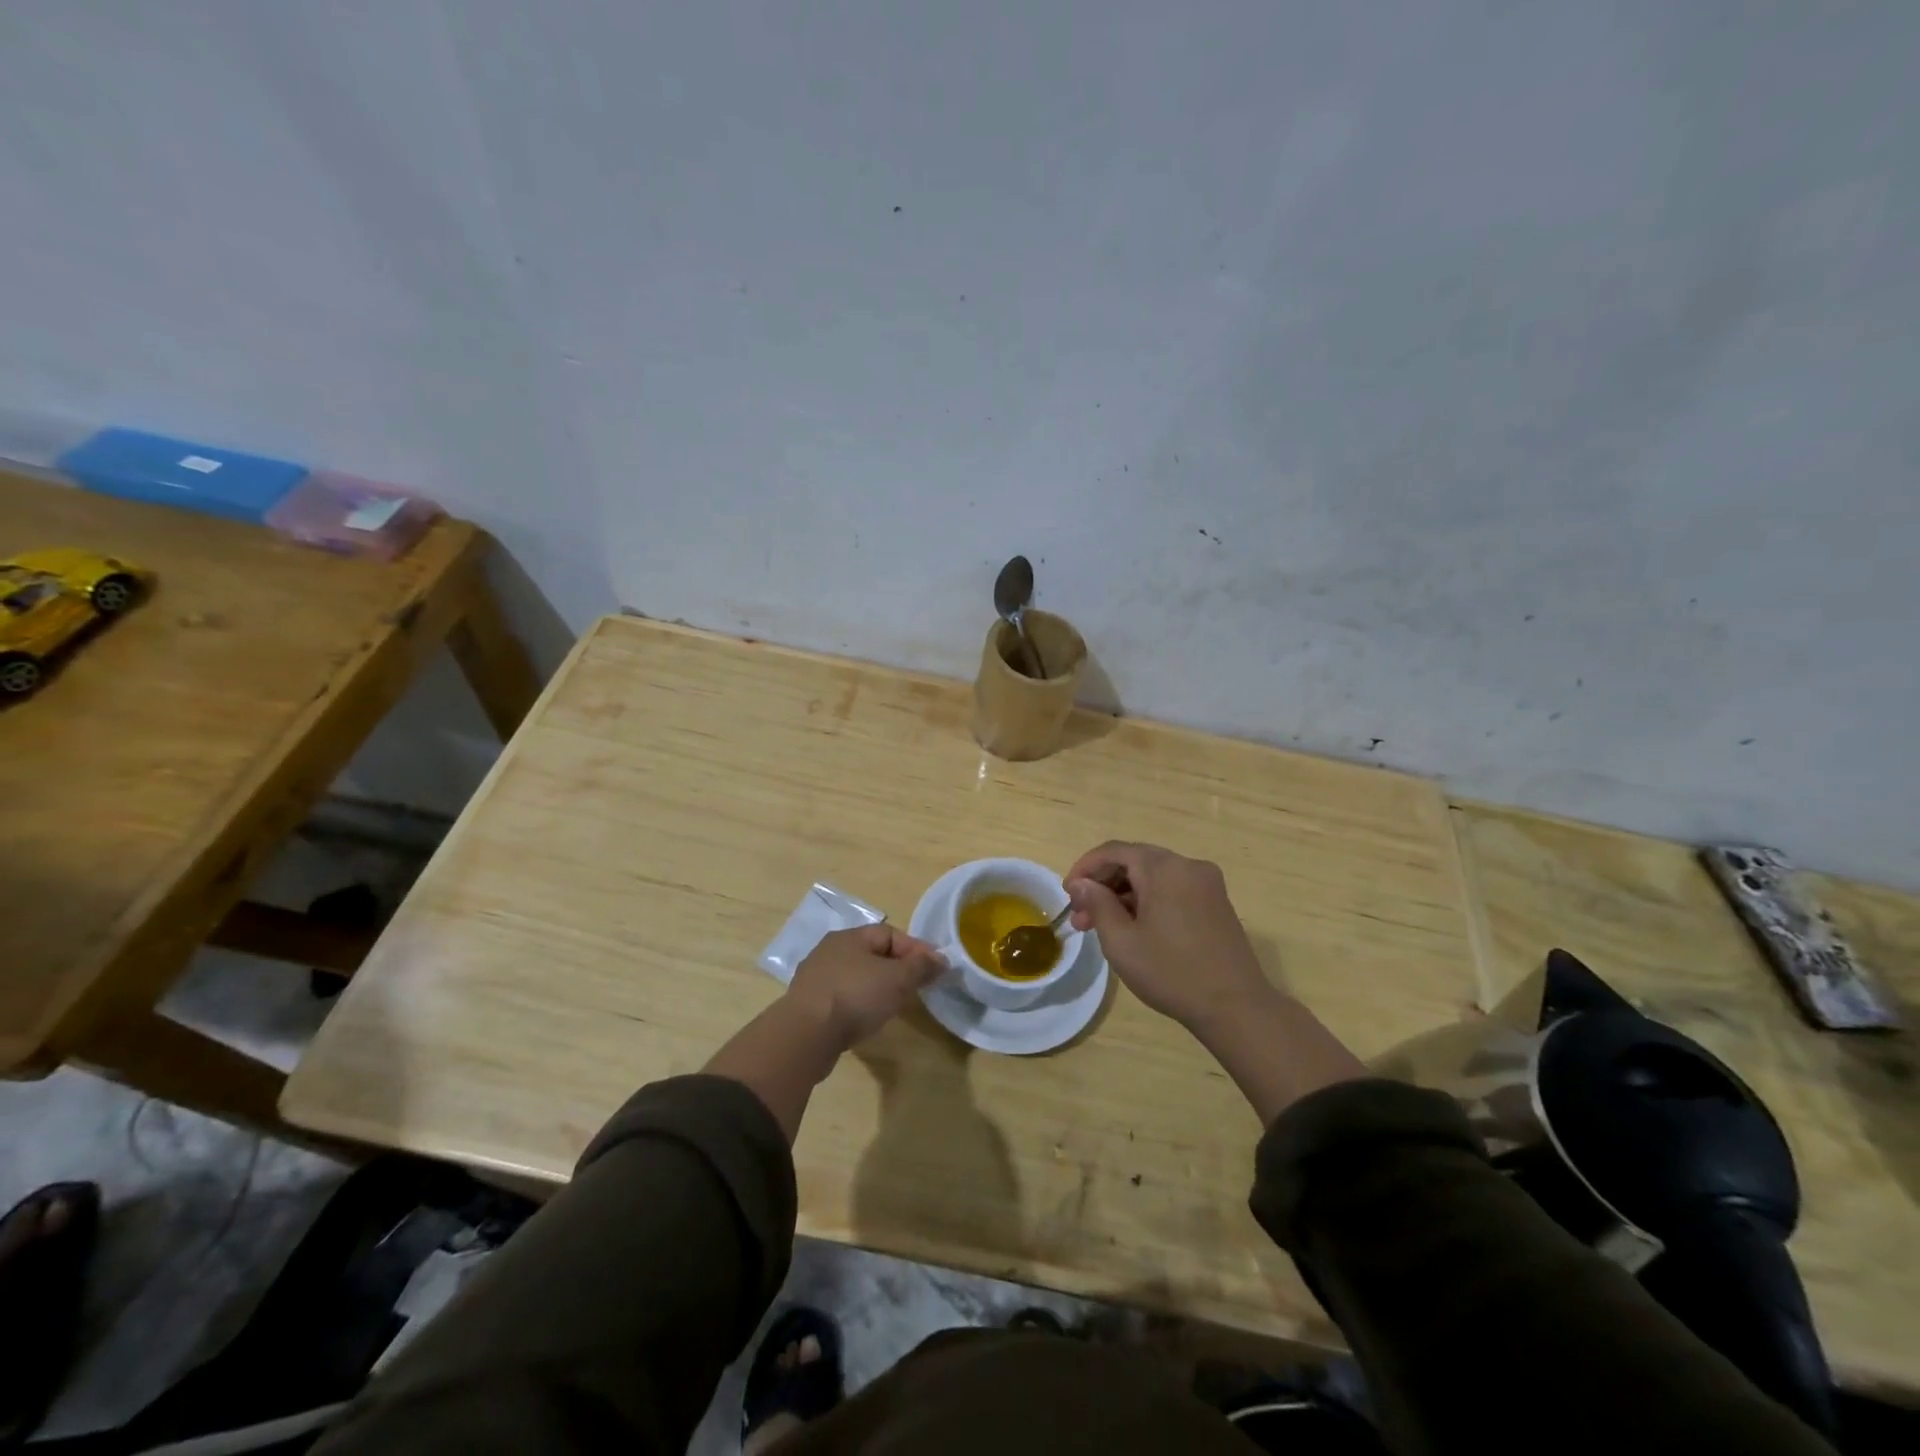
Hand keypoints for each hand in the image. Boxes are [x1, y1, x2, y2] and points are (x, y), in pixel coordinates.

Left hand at [786, 924, 944, 1048]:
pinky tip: (866, 1020)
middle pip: (872, 954)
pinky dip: (859, 1004)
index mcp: (849, 937)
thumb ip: (921, 967)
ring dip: (877, 988)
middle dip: (897, 969)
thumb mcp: (897, 979)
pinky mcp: (809, 1005)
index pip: (889, 934)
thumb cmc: (855, 996)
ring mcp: (816, 978)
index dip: (915, 949)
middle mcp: (830, 951)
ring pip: (856, 976)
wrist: (806, 1035)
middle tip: (915, 988)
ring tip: (894, 1007)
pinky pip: (842, 997)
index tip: (934, 969)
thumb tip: (941, 959)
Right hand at [1065, 841, 1273, 1028]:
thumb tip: (1080, 883)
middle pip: (1135, 861)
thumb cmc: (1171, 972)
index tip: (1067, 893)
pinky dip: (1148, 902)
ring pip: (1153, 877)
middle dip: (1104, 885)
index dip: (1085, 868)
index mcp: (1164, 868)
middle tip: (1082, 918)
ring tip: (1102, 928)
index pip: (1114, 851)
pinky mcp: (1216, 904)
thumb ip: (1097, 904)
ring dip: (1124, 896)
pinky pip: (1172, 890)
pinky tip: (1135, 929)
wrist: (1236, 1007)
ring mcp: (1206, 884)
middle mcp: (1188, 866)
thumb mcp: (1121, 941)